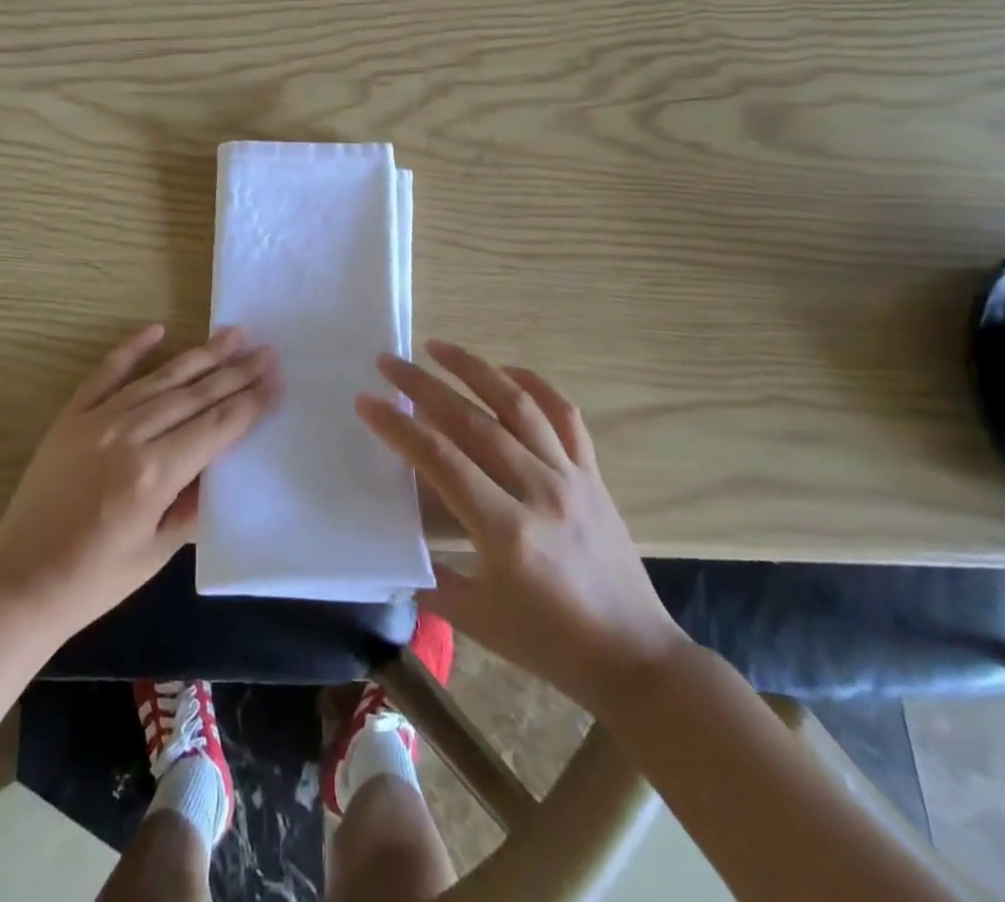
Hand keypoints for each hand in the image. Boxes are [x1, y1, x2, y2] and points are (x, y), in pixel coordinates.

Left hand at [0, 324, 275, 635]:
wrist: (20, 582)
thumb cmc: (95, 580)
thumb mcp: (158, 551)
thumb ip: (194, 502)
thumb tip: (222, 463)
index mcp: (154, 474)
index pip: (216, 427)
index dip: (250, 403)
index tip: (276, 380)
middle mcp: (129, 436)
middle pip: (195, 395)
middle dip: (235, 372)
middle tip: (267, 350)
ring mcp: (97, 420)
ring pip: (160, 379)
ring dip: (199, 355)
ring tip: (232, 333)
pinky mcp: (71, 416)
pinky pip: (106, 373)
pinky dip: (132, 349)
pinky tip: (157, 329)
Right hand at [356, 339, 688, 715]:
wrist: (638, 660)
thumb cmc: (552, 646)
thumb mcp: (477, 622)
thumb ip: (428, 578)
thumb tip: (391, 546)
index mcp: (506, 533)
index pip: (441, 460)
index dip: (398, 426)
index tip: (366, 400)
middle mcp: (539, 491)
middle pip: (473, 421)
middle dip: (423, 385)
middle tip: (389, 361)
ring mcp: (571, 477)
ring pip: (518, 404)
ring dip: (473, 368)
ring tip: (437, 346)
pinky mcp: (593, 474)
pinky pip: (564, 415)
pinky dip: (534, 384)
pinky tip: (505, 371)